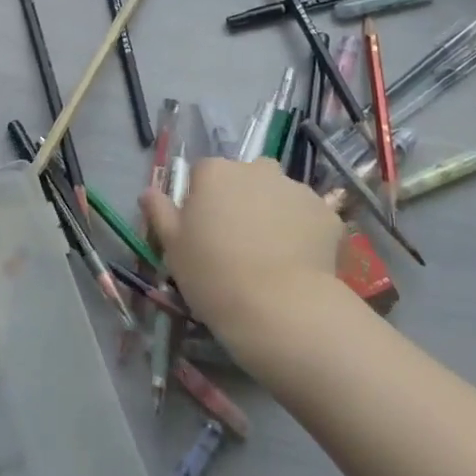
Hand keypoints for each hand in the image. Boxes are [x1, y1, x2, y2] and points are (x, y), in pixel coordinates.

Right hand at [141, 157, 343, 359]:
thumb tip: (148, 192)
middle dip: (242, 200)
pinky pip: (308, 217)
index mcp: (215, 172)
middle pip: (245, 178)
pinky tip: (297, 263)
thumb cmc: (213, 274)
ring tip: (271, 255)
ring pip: (279, 195)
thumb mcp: (173, 247)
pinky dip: (303, 232)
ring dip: (274, 213)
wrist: (279, 307)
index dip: (202, 200)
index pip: (203, 173)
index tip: (203, 231)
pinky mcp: (327, 214)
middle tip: (238, 241)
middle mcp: (256, 169)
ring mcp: (295, 188)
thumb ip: (160, 212)